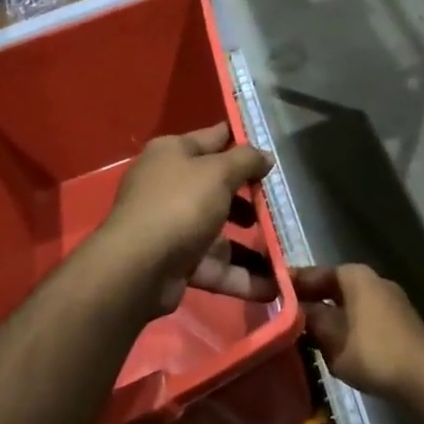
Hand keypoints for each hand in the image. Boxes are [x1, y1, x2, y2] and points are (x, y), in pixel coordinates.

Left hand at [102, 123, 276, 314]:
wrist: (137, 269)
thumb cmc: (180, 205)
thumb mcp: (218, 173)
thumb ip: (247, 160)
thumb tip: (265, 157)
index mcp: (173, 153)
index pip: (215, 138)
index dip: (244, 141)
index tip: (276, 148)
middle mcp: (170, 186)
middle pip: (219, 188)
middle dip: (252, 199)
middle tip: (282, 205)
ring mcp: (172, 226)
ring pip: (220, 232)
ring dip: (253, 245)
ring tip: (286, 251)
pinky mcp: (177, 262)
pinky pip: (215, 266)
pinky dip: (241, 276)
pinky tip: (273, 286)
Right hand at [296, 264, 423, 400]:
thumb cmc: (372, 350)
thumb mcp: (331, 336)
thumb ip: (310, 318)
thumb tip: (294, 308)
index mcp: (354, 275)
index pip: (314, 273)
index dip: (291, 284)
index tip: (269, 293)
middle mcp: (373, 280)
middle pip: (332, 288)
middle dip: (310, 301)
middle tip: (283, 316)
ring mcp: (389, 300)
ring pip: (347, 305)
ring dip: (328, 317)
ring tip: (304, 334)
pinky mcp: (398, 322)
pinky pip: (362, 318)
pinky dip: (345, 327)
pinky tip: (334, 346)